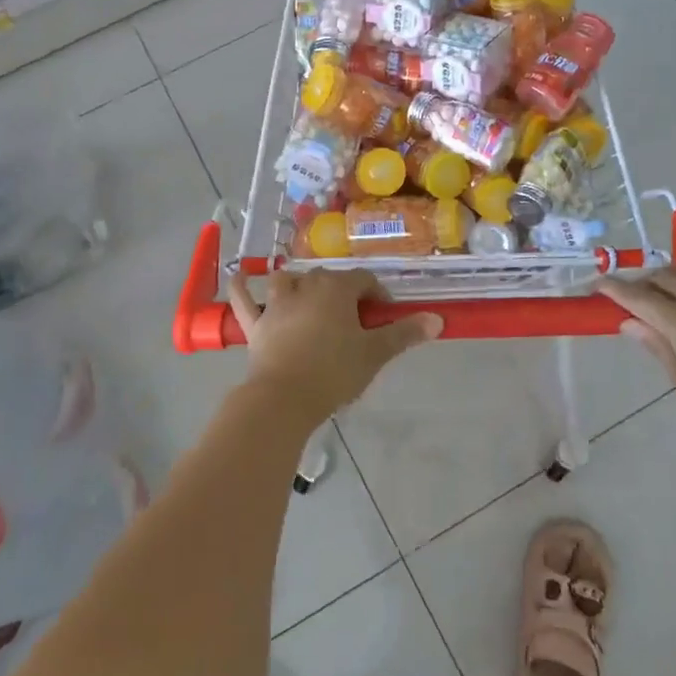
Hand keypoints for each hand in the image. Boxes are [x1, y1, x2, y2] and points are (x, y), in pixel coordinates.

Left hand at [229, 269, 440, 418]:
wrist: (284, 398)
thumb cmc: (334, 372)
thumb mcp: (375, 353)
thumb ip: (405, 334)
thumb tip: (437, 320)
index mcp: (337, 289)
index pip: (363, 280)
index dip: (376, 295)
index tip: (383, 317)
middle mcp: (306, 287)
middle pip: (328, 278)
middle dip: (342, 291)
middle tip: (353, 319)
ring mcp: (276, 303)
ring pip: (287, 280)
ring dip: (298, 283)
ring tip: (307, 296)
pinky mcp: (255, 323)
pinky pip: (244, 299)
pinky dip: (241, 287)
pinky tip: (239, 277)